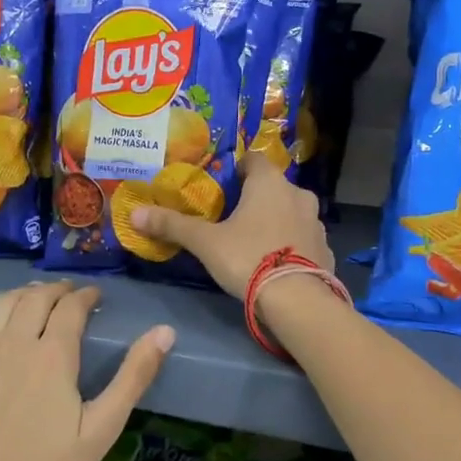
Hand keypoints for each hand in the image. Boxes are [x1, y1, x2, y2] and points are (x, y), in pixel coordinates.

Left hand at [0, 281, 171, 460]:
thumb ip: (133, 377)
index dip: (86, 296)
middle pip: (36, 299)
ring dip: (22, 291)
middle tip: (71, 293)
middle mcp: (16, 343)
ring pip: (2, 304)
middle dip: (57, 290)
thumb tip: (165, 331)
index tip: (96, 296)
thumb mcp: (101, 428)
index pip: (71, 308)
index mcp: (54, 355)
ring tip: (36, 293)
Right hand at [128, 155, 331, 296]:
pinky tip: (276, 264)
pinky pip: (304, 240)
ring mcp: (316, 223)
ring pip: (291, 213)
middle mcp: (298, 195)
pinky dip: (291, 246)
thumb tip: (135, 213)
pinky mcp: (326, 250)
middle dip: (256, 198)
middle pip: (274, 187)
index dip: (238, 169)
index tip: (223, 185)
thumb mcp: (205, 243)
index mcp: (270, 183)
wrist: (298, 301)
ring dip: (276, 221)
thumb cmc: (249, 258)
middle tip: (233, 218)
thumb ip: (173, 225)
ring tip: (254, 243)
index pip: (254, 160)